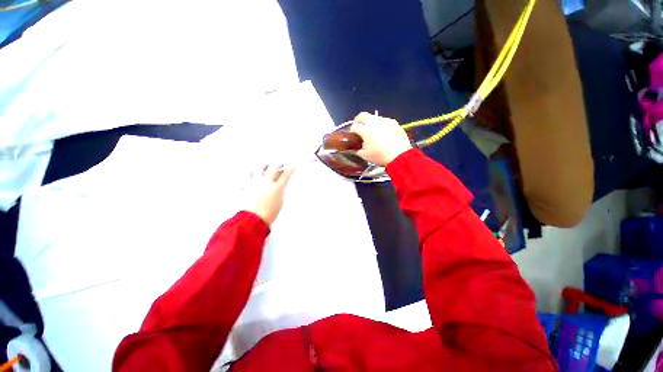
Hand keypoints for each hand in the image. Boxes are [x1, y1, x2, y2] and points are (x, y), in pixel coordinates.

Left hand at [245, 165, 295, 225]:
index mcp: (276, 188)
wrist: (252, 220)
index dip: (290, 168)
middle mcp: (266, 182)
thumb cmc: (269, 214)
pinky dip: (251, 174)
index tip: (293, 165)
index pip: (286, 174)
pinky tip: (253, 175)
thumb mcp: (280, 202)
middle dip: (278, 164)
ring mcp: (255, 183)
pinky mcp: (246, 186)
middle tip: (280, 165)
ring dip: (264, 166)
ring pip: (259, 168)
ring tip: (265, 167)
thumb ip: (280, 192)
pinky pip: (247, 176)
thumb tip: (279, 185)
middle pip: (273, 167)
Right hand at [350, 112, 412, 165]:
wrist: (400, 156)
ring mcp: (386, 121)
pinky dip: (381, 125)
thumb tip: (356, 147)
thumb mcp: (364, 155)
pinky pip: (384, 121)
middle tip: (359, 127)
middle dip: (358, 120)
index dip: (352, 131)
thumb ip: (357, 149)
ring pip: (374, 118)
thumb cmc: (380, 156)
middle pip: (363, 115)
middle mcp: (375, 122)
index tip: (353, 135)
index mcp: (366, 130)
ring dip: (371, 123)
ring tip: (373, 132)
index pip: (354, 126)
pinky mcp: (394, 122)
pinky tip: (383, 134)